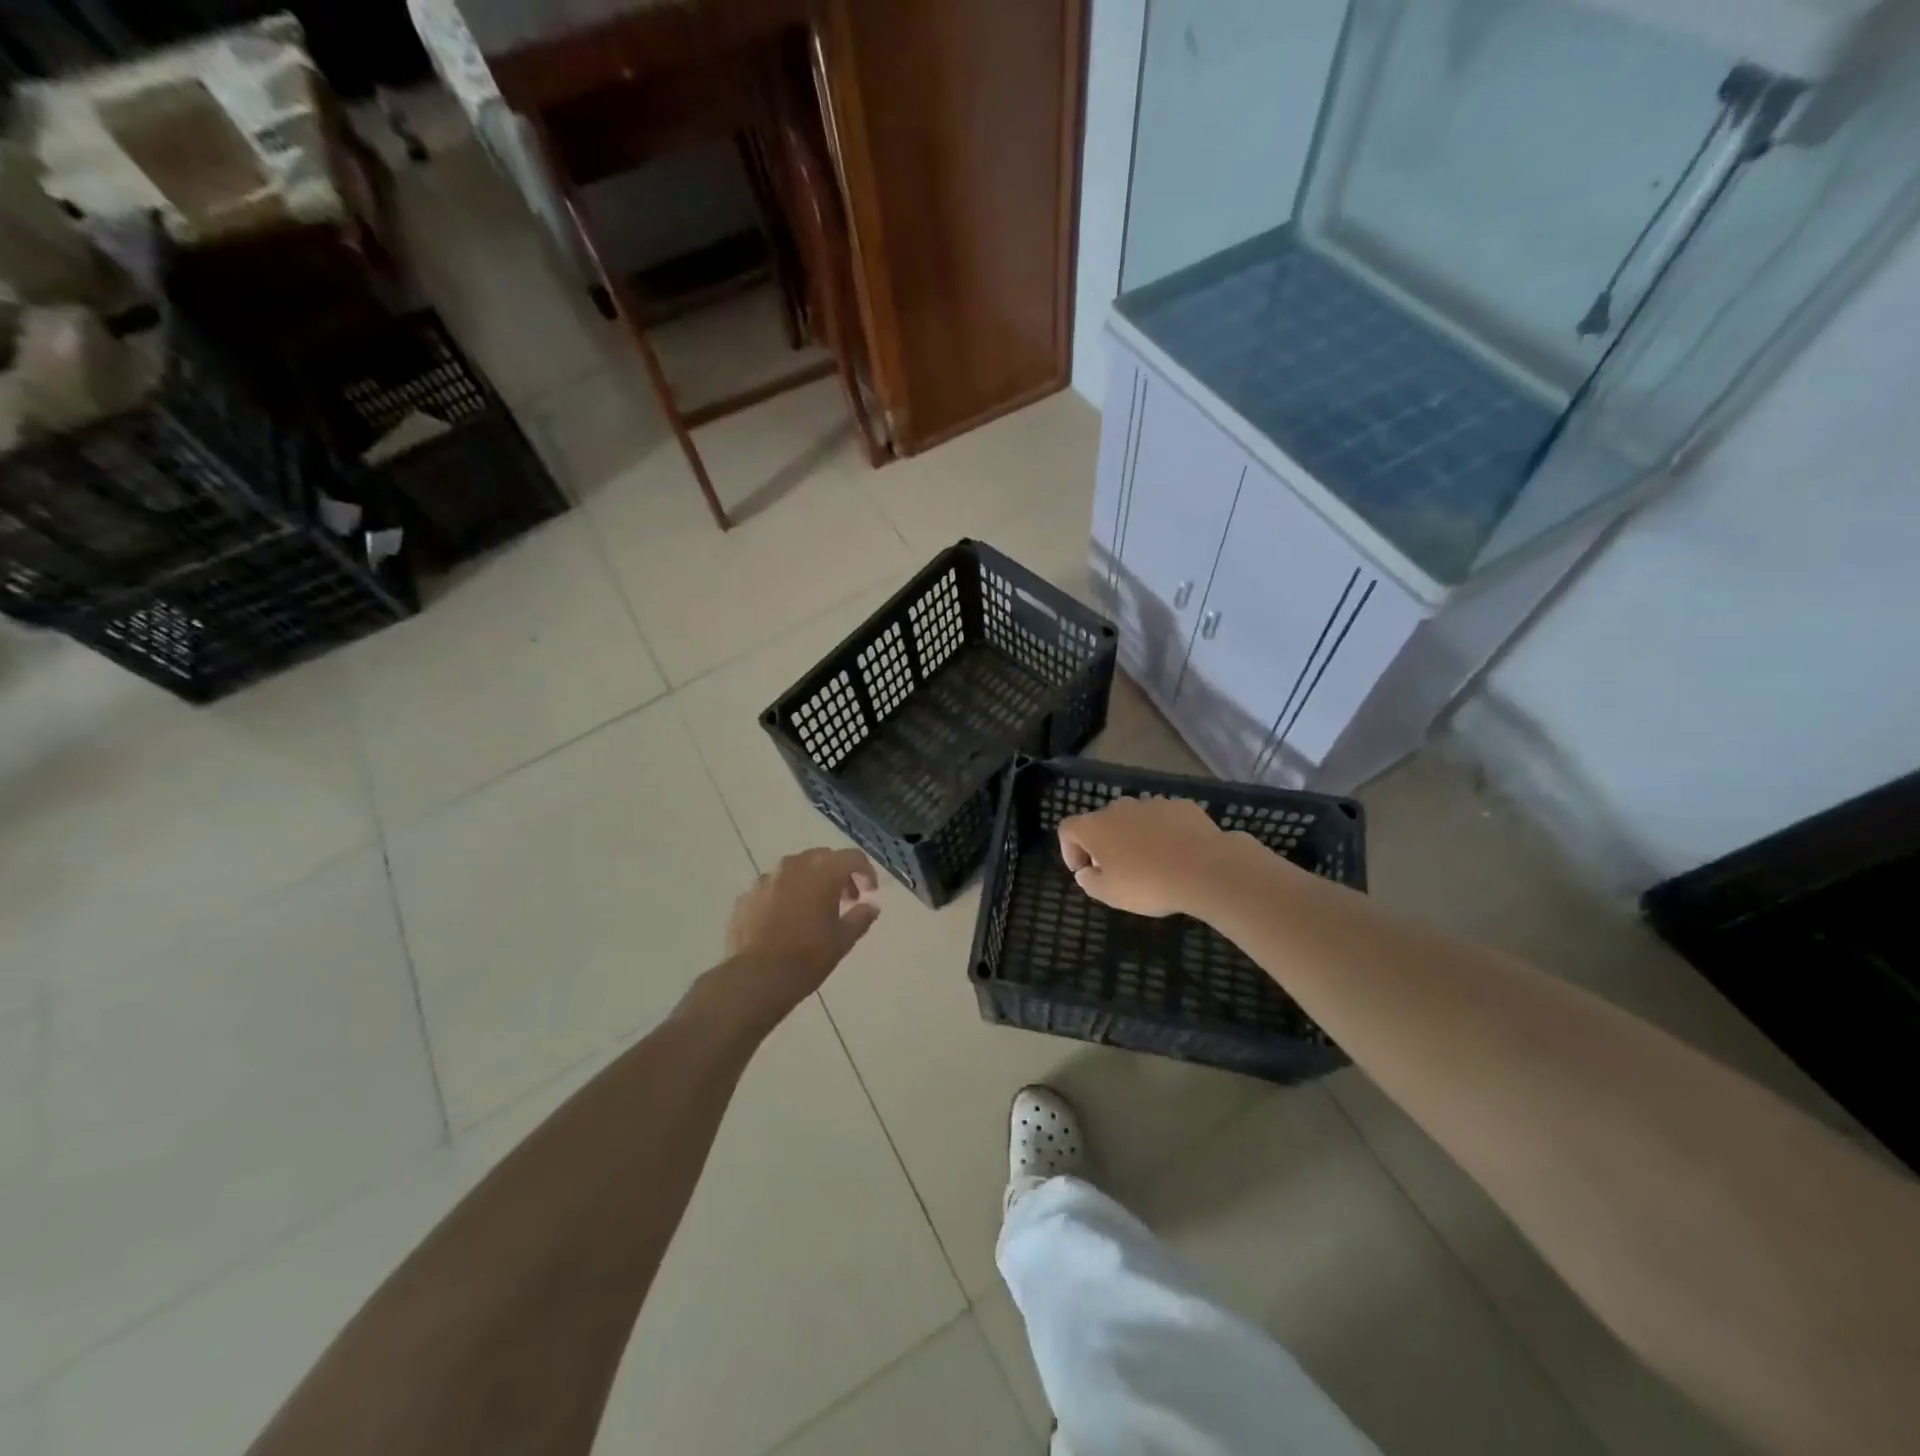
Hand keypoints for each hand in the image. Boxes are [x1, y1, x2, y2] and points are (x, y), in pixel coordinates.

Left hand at [723, 848, 880, 1021]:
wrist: (756, 978)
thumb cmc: (808, 956)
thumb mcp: (843, 940)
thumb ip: (861, 917)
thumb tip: (872, 907)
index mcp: (823, 872)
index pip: (852, 857)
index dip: (866, 872)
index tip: (870, 892)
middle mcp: (794, 866)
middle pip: (823, 858)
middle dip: (838, 874)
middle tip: (846, 899)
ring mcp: (767, 879)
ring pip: (795, 869)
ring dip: (810, 881)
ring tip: (814, 908)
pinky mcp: (747, 895)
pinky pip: (773, 887)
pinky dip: (785, 894)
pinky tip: (786, 919)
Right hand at [1058, 796, 1227, 916]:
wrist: (1205, 869)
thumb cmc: (1148, 884)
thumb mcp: (1110, 894)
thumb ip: (1090, 882)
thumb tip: (1086, 872)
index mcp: (1095, 827)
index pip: (1068, 829)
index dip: (1070, 850)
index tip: (1083, 871)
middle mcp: (1119, 808)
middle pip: (1102, 822)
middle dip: (1104, 843)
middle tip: (1116, 869)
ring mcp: (1151, 804)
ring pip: (1134, 819)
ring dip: (1134, 836)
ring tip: (1149, 862)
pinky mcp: (1181, 806)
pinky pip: (1163, 819)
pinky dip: (1163, 833)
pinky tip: (1176, 854)